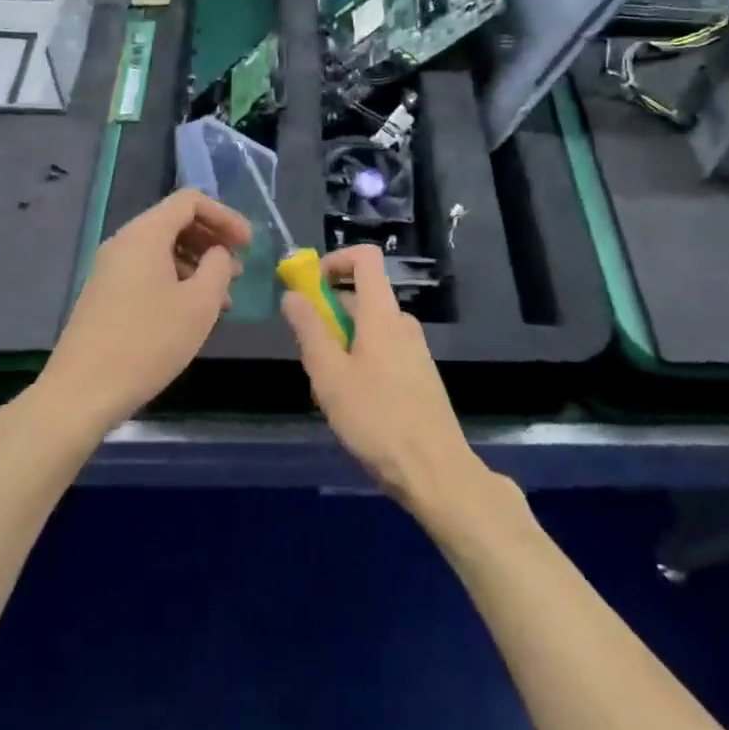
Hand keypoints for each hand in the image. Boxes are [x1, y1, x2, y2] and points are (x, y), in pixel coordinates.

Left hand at [36, 189, 249, 434]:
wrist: (81, 392)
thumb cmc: (148, 343)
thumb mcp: (199, 304)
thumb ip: (218, 267)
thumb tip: (219, 254)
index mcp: (145, 234)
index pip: (190, 201)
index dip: (225, 216)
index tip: (248, 245)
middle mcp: (124, 242)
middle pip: (175, 222)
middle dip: (212, 240)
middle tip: (238, 270)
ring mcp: (110, 269)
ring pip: (162, 249)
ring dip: (196, 264)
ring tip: (221, 298)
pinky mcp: (104, 294)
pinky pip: (147, 271)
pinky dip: (175, 279)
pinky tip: (191, 313)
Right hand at [283, 244, 488, 517]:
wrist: (436, 472)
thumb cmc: (377, 419)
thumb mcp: (330, 376)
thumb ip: (309, 330)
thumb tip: (293, 294)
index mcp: (382, 314)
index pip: (365, 258)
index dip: (335, 260)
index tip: (309, 287)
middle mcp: (402, 322)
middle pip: (362, 296)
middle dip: (329, 314)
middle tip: (309, 356)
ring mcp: (415, 349)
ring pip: (370, 329)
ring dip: (342, 344)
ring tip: (328, 390)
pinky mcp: (419, 375)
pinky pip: (383, 351)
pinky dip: (361, 361)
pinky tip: (353, 405)